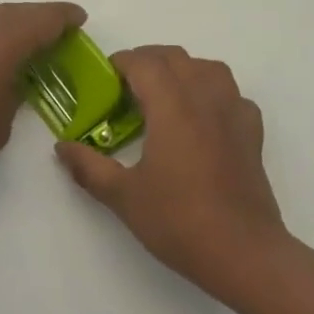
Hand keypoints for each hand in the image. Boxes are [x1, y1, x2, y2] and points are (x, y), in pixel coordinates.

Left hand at [0, 2, 86, 178]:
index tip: (78, 18)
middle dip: (37, 20)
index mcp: (2, 41)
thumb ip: (12, 98)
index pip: (43, 20)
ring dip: (6, 27)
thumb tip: (10, 84)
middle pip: (15, 13)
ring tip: (15, 45)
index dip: (64, 18)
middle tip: (54, 31)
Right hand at [55, 46, 289, 302]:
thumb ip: (89, 167)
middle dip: (146, 62)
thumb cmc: (180, 221)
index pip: (143, 62)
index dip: (120, 63)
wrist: (245, 255)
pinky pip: (232, 95)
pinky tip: (202, 118)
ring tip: (164, 95)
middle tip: (126, 89)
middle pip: (174, 57)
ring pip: (207, 68)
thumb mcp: (124, 196)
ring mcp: (233, 113)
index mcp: (171, 106)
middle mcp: (204, 98)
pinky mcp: (252, 134)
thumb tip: (61, 148)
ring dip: (182, 70)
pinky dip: (214, 94)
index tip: (104, 82)